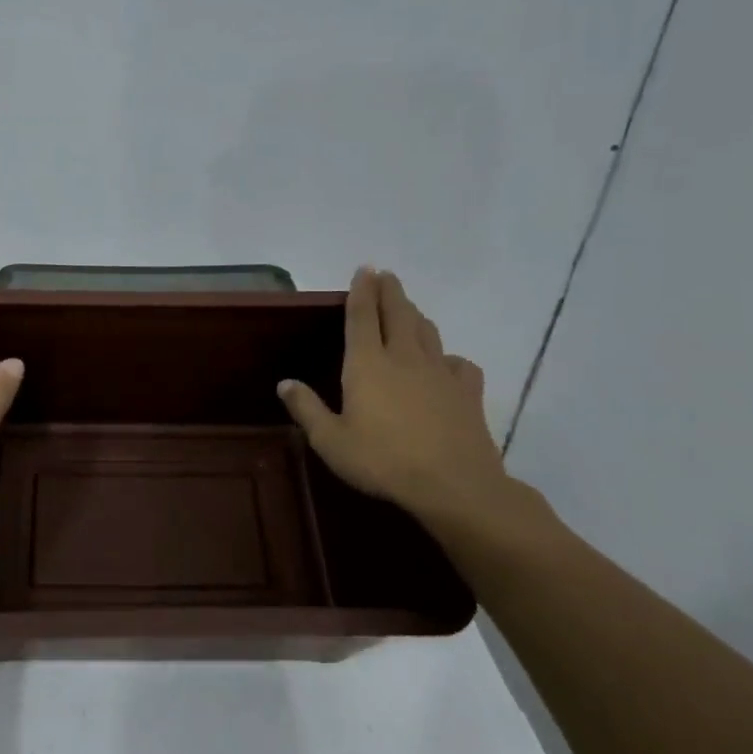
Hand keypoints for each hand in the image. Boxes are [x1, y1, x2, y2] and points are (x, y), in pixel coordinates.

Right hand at [278, 268, 551, 551]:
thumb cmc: (383, 460)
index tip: (364, 269)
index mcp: (367, 363)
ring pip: (427, 331)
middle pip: (398, 312)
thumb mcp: (331, 441)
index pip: (362, 315)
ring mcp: (439, 372)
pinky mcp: (467, 391)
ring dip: (415, 315)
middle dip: (390, 290)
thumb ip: (307, 409)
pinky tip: (446, 364)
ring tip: (409, 309)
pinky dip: (448, 357)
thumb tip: (285, 383)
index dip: (361, 290)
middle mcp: (404, 357)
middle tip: (386, 275)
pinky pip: (459, 363)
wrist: (454, 485)